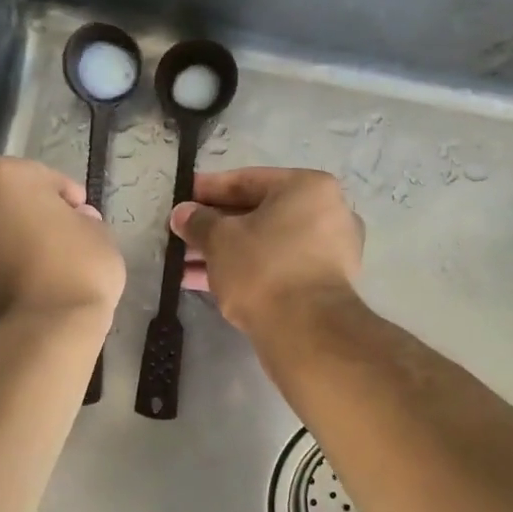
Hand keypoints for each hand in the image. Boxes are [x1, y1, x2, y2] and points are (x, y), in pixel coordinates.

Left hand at [0, 157, 125, 336]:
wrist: (38, 334)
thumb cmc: (75, 269)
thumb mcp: (100, 235)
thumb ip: (84, 221)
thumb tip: (74, 223)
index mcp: (3, 177)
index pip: (44, 179)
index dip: (68, 198)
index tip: (85, 219)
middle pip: (9, 206)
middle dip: (33, 219)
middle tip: (64, 241)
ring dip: (15, 246)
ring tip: (48, 271)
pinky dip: (4, 273)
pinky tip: (32, 291)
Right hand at [170, 167, 364, 334]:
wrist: (306, 332)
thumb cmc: (263, 268)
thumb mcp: (220, 239)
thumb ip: (198, 222)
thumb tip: (182, 214)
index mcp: (308, 188)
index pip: (248, 180)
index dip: (208, 189)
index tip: (182, 197)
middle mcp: (327, 213)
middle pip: (258, 212)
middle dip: (215, 224)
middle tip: (182, 232)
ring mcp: (330, 251)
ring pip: (265, 242)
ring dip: (225, 250)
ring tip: (183, 261)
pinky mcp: (323, 284)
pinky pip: (276, 265)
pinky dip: (245, 268)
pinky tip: (203, 280)